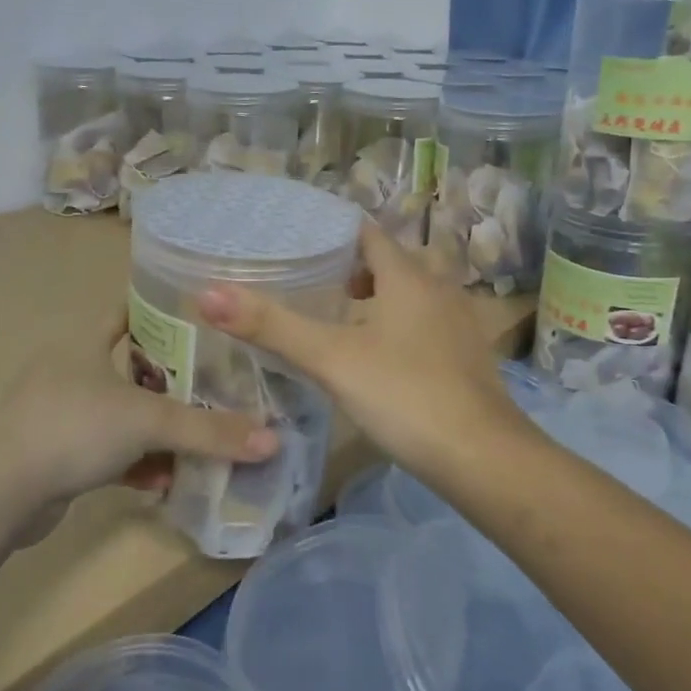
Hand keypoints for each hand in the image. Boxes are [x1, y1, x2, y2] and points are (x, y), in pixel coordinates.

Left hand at [0, 310, 277, 517]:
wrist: (0, 493)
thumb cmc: (75, 428)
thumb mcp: (149, 422)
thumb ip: (210, 431)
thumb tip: (272, 441)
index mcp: (83, 344)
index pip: (127, 313)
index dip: (161, 313)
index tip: (201, 320)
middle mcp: (69, 373)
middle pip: (130, 368)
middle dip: (170, 381)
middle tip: (214, 387)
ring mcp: (58, 415)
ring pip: (120, 415)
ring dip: (155, 430)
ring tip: (197, 441)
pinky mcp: (54, 456)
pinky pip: (106, 453)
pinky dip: (134, 464)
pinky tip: (163, 482)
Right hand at [197, 220, 530, 478]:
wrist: (481, 456)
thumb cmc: (404, 394)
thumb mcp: (331, 359)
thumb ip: (272, 326)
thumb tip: (208, 294)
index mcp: (408, 276)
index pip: (368, 234)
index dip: (333, 234)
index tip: (298, 242)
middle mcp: (438, 289)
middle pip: (390, 262)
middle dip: (352, 267)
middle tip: (310, 282)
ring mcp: (458, 323)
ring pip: (411, 294)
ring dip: (377, 297)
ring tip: (338, 317)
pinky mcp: (466, 356)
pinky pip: (425, 323)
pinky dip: (398, 325)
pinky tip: (378, 357)